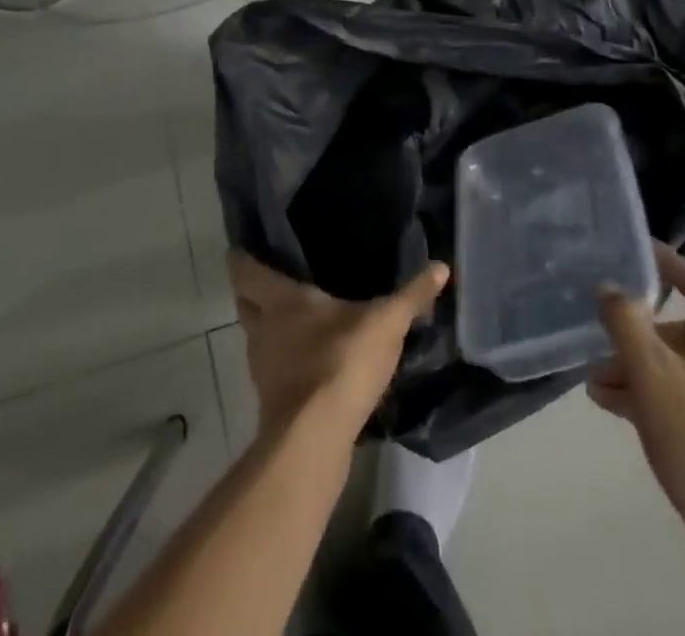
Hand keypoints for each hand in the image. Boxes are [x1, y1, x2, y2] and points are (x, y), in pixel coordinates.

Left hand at [230, 252, 447, 436]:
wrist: (315, 439)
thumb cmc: (342, 360)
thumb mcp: (386, 323)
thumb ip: (412, 295)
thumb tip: (442, 267)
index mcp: (281, 300)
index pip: (246, 271)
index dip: (242, 258)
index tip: (244, 246)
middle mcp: (263, 329)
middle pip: (245, 303)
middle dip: (252, 292)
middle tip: (272, 278)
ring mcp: (264, 368)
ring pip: (257, 338)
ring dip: (269, 328)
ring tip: (295, 317)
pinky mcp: (273, 401)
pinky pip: (273, 369)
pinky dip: (284, 360)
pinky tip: (308, 359)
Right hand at [589, 244, 684, 531]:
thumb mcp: (652, 374)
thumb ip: (626, 323)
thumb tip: (609, 285)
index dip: (664, 261)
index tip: (631, 246)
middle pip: (672, 330)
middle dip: (630, 333)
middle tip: (593, 335)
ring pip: (667, 368)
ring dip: (630, 368)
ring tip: (591, 379)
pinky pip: (671, 399)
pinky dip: (642, 396)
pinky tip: (608, 404)